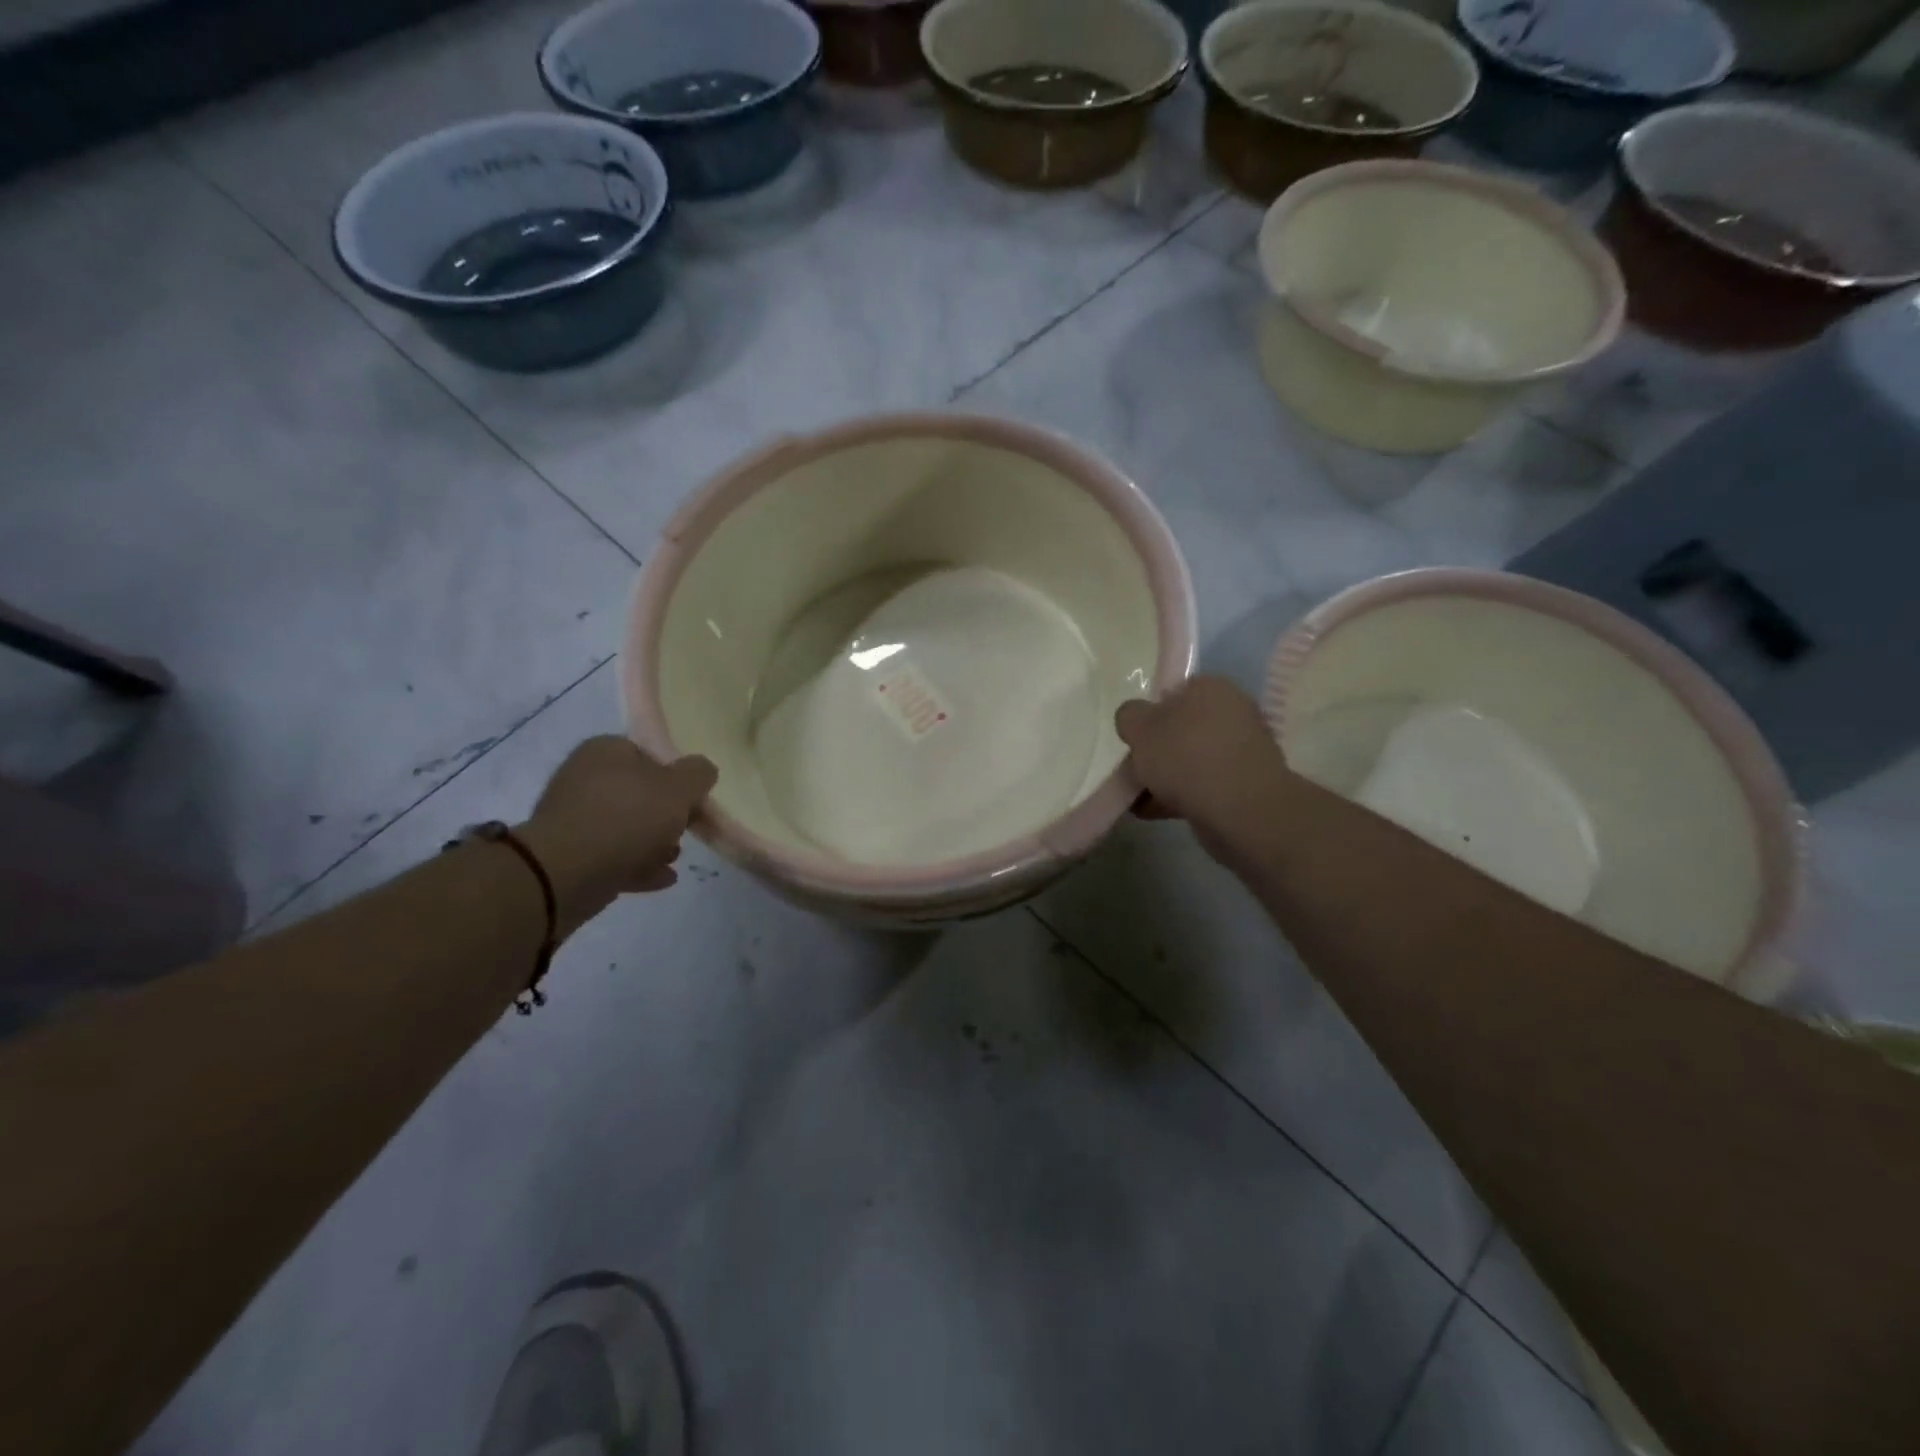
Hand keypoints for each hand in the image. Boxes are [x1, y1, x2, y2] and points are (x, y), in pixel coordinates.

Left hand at [518, 736, 716, 934]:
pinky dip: (637, 864)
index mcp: (605, 751)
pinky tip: (662, 877)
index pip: (648, 753)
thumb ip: (698, 774)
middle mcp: (584, 778)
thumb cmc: (628, 817)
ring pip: (625, 826)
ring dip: (653, 841)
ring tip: (675, 857)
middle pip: (638, 792)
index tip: (693, 799)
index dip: (676, 775)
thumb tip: (703, 769)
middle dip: (665, 814)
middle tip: (686, 829)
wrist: (566, 873)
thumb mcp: (679, 788)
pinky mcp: (568, 854)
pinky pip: (611, 855)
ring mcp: (573, 817)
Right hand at [1115, 677, 1290, 861]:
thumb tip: (1135, 718)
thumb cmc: (1186, 756)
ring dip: (1165, 777)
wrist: (1240, 810)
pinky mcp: (1245, 784)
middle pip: (1181, 729)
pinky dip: (1180, 796)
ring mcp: (1242, 750)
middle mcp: (1233, 712)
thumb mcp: (1139, 727)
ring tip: (1138, 799)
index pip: (1173, 692)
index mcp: (1211, 688)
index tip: (1134, 739)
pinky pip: (1203, 785)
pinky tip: (1155, 812)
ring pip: (1191, 760)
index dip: (1149, 715)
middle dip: (1156, 751)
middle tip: (1133, 770)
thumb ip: (1129, 716)